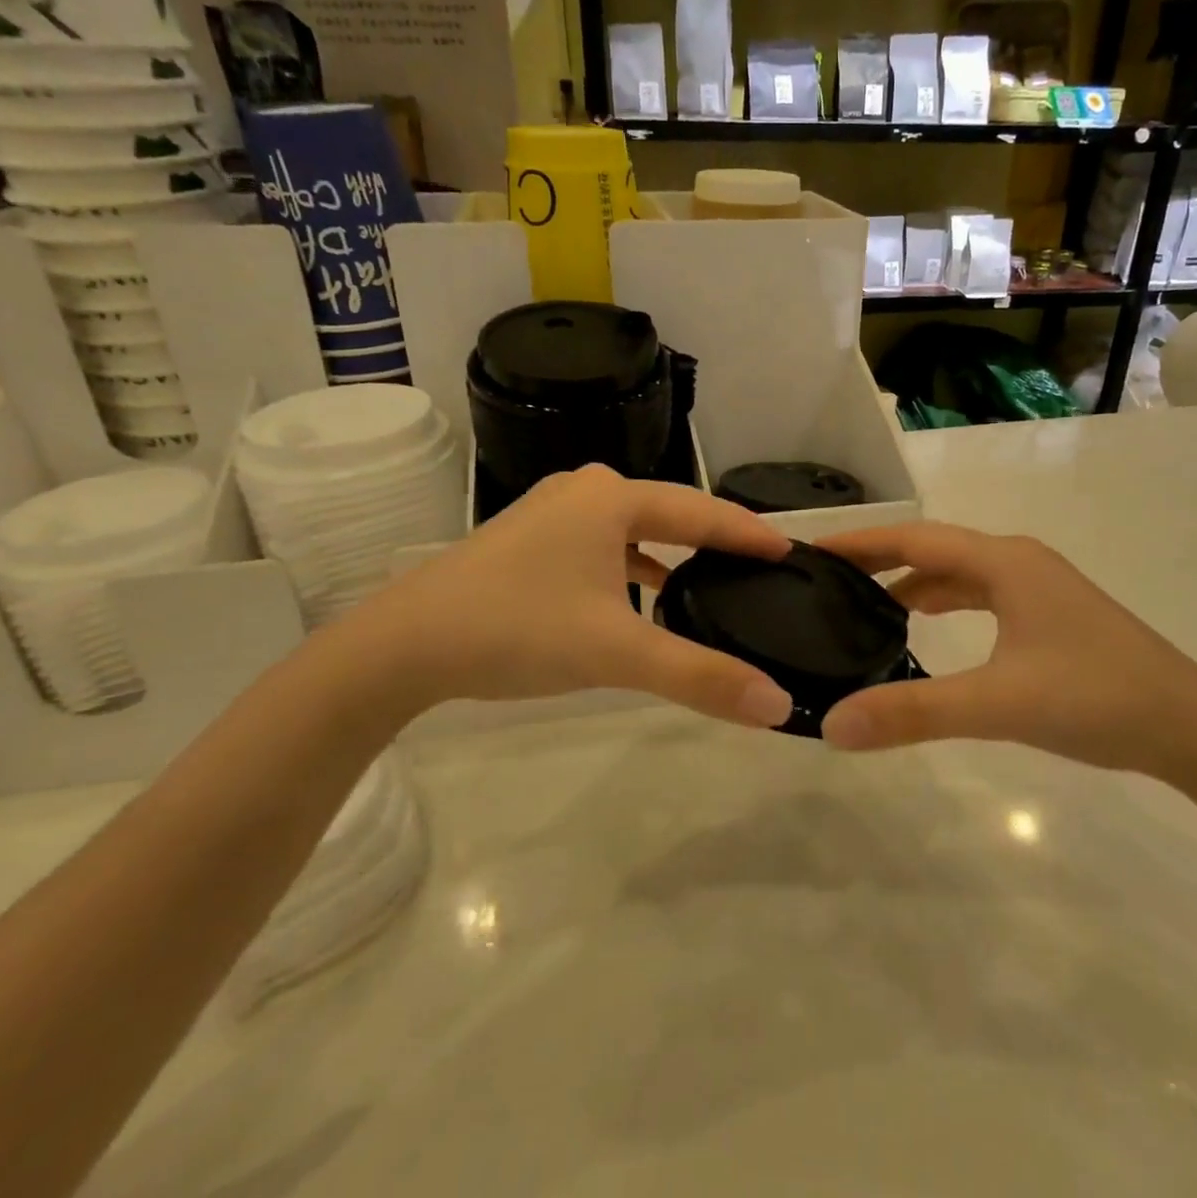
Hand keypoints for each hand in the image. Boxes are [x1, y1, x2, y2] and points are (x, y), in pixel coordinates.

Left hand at [336, 465, 795, 726]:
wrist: (403, 645)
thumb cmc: (518, 629)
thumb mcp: (616, 652)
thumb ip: (699, 676)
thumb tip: (777, 705)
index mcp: (611, 498)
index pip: (702, 511)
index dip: (749, 534)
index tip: (793, 551)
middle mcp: (583, 491)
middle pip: (668, 515)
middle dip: (714, 542)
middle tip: (759, 568)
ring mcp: (550, 513)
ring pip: (631, 532)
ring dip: (670, 557)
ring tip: (710, 585)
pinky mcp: (528, 542)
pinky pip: (600, 549)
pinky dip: (630, 570)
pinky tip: (641, 601)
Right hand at [818, 522, 1196, 775]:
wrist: (1195, 728)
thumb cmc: (1096, 699)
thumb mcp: (997, 704)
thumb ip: (913, 713)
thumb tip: (833, 724)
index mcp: (1003, 562)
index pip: (913, 539)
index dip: (860, 542)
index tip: (812, 551)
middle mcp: (1018, 561)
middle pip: (932, 549)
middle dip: (879, 560)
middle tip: (827, 579)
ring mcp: (1039, 586)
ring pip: (959, 572)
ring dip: (912, 581)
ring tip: (865, 603)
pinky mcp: (1051, 614)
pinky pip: (981, 594)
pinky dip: (945, 601)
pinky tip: (928, 623)